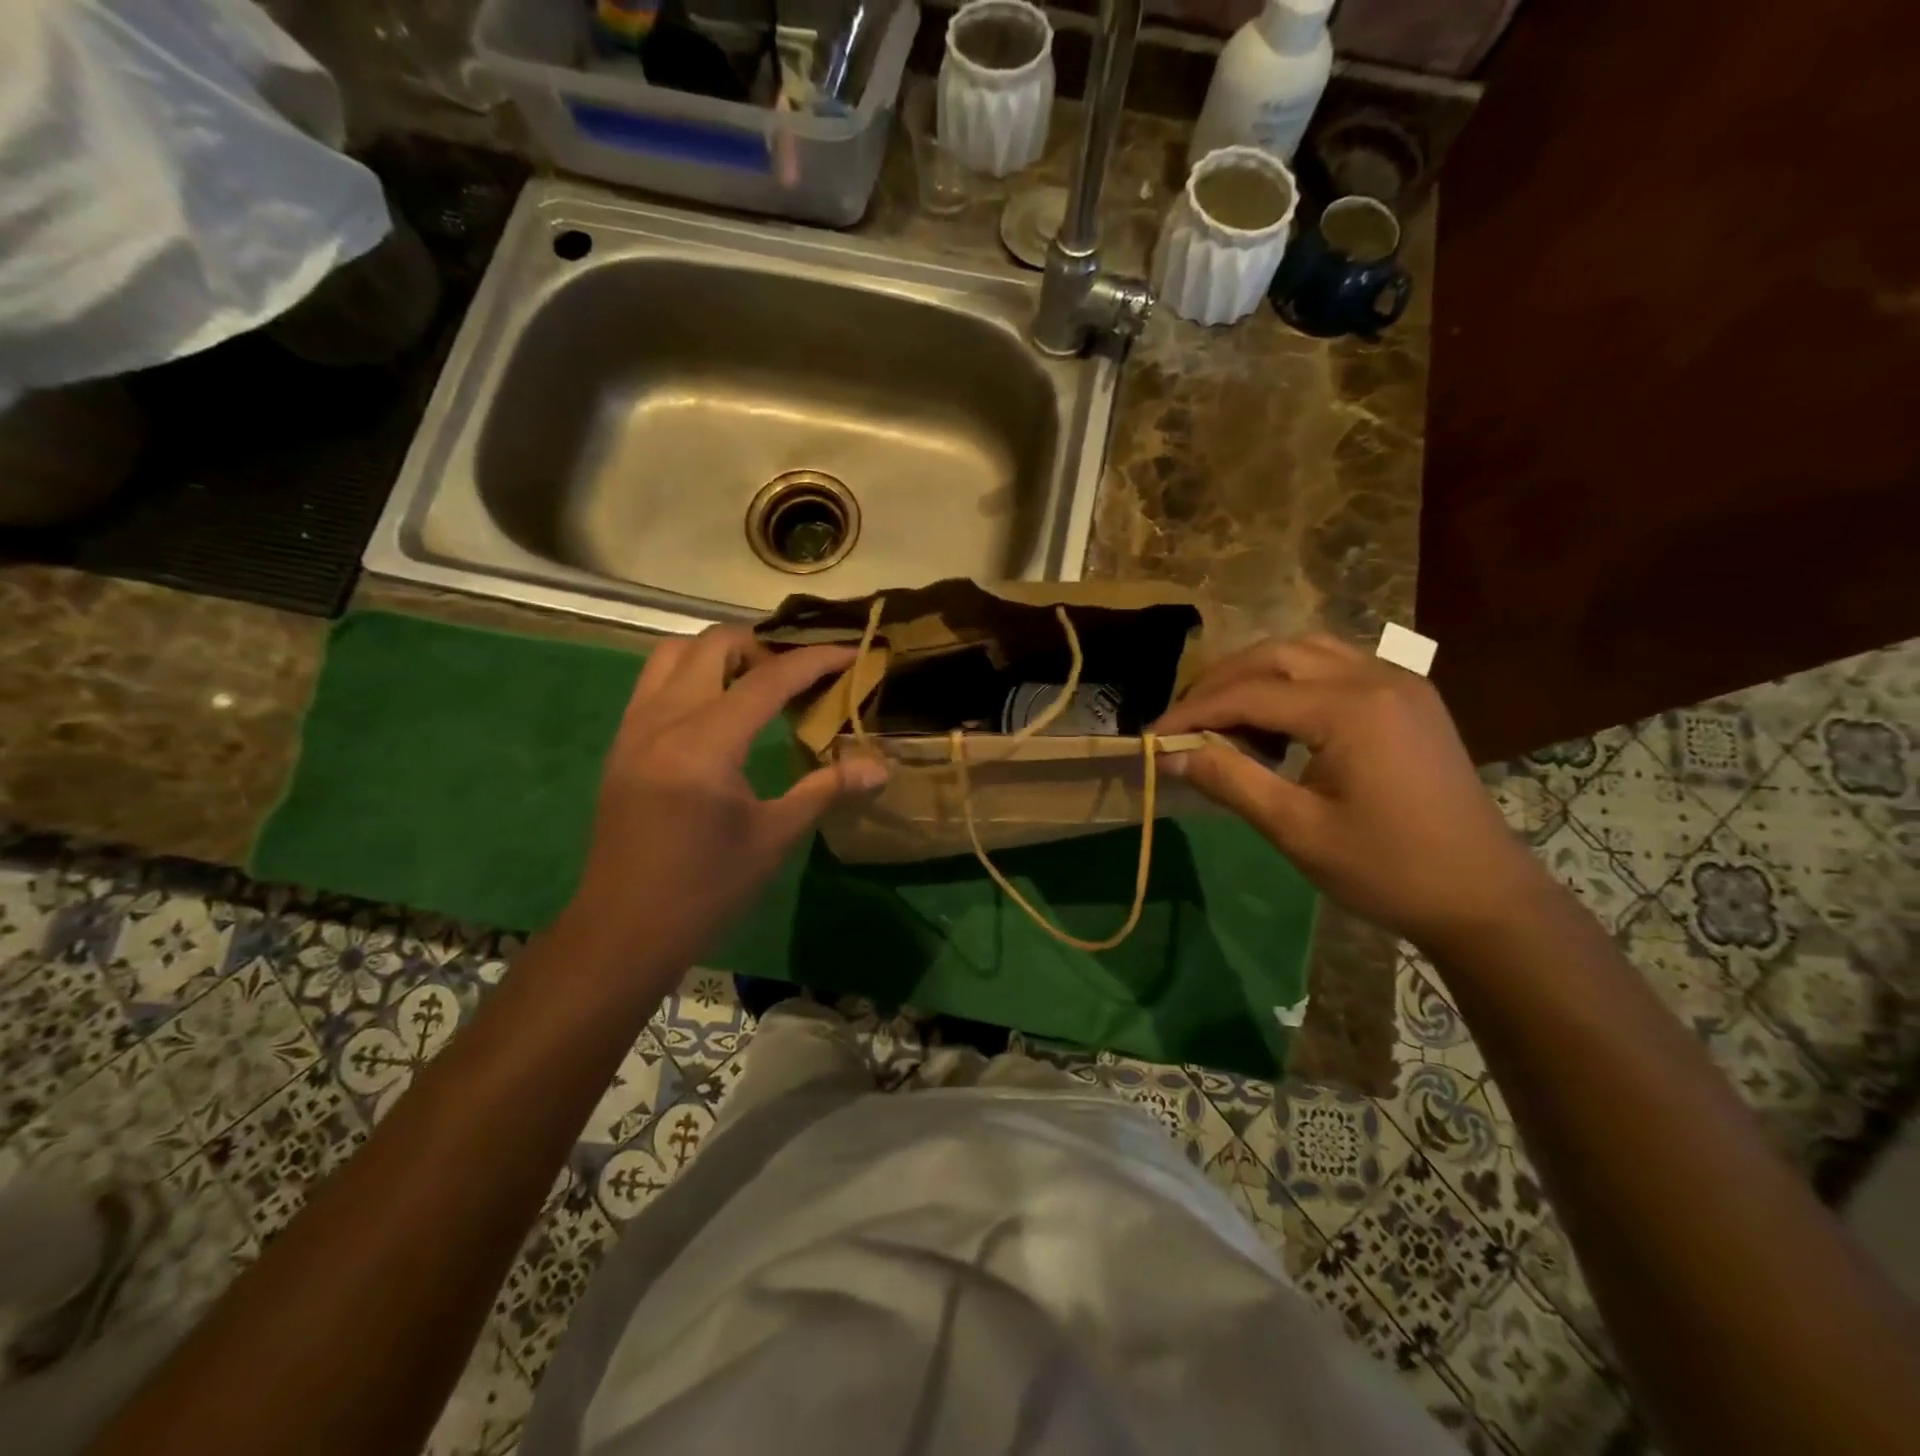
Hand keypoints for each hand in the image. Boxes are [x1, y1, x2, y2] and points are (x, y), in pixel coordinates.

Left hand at [562, 627, 886, 977]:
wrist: (624, 931)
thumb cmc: (705, 889)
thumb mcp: (774, 837)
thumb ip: (826, 790)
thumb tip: (880, 769)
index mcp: (704, 744)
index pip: (767, 679)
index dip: (815, 660)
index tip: (852, 653)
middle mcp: (663, 720)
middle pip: (713, 645)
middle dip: (763, 643)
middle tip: (800, 671)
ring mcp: (634, 729)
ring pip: (674, 654)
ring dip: (721, 653)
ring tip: (759, 679)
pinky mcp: (622, 744)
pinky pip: (655, 682)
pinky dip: (693, 674)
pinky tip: (720, 709)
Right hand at [1153, 634, 1548, 950]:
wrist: (1485, 897)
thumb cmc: (1388, 869)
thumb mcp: (1297, 829)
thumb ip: (1230, 781)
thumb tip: (1172, 756)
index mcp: (1350, 709)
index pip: (1249, 693)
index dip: (1194, 713)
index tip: (1154, 737)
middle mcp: (1376, 677)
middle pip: (1276, 654)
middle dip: (1220, 683)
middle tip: (1184, 722)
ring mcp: (1400, 681)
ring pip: (1307, 650)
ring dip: (1257, 674)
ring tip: (1225, 716)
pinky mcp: (1410, 697)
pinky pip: (1337, 664)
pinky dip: (1294, 679)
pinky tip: (1279, 719)